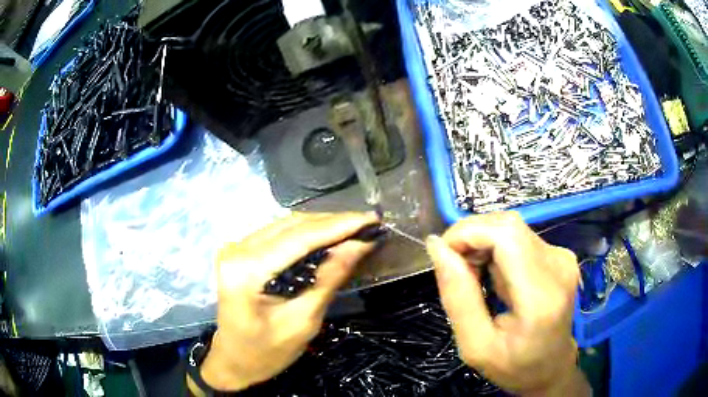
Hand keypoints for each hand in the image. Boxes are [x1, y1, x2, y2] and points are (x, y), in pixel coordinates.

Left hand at [199, 212, 380, 391]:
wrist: (234, 360)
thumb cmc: (266, 352)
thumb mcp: (303, 322)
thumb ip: (329, 279)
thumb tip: (360, 244)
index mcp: (246, 270)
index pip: (300, 238)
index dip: (339, 225)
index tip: (372, 219)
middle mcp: (238, 249)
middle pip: (293, 225)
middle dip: (334, 222)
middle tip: (369, 223)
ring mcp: (237, 247)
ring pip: (287, 225)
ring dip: (322, 225)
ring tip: (355, 228)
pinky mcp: (242, 251)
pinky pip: (279, 234)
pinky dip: (307, 234)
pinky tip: (329, 237)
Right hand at [426, 212, 589, 395]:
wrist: (551, 368)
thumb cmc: (513, 367)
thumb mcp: (475, 346)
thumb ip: (458, 297)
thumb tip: (437, 247)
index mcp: (540, 297)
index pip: (505, 235)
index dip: (468, 233)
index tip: (443, 255)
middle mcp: (558, 267)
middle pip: (508, 225)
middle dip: (472, 237)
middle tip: (455, 271)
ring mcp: (563, 258)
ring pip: (512, 228)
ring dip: (483, 244)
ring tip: (475, 278)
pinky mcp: (560, 255)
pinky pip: (520, 237)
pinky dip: (497, 248)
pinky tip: (494, 276)